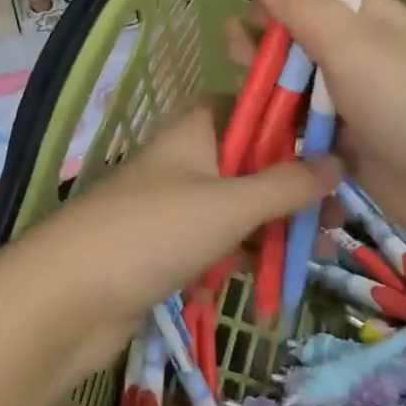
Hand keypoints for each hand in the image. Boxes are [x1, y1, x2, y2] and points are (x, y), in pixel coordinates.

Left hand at [18, 106, 338, 387]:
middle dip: (291, 186)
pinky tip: (272, 277)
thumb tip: (337, 163)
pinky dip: (241, 254)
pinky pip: (215, 242)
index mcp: (195, 129)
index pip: (250, 106)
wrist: (68, 300)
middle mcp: (184, 159)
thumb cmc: (153, 232)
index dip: (291, 121)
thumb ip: (285, 184)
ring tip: (317, 251)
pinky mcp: (164, 247)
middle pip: (249, 160)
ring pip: (236, 206)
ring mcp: (172, 205)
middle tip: (335, 216)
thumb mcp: (229, 205)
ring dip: (272, 225)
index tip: (335, 146)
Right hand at [235, 0, 405, 262]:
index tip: (245, 19)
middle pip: (292, 40)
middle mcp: (352, 52)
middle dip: (261, 48)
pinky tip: (252, 135)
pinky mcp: (342, 143)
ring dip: (265, 92)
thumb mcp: (353, 45)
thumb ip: (302, 6)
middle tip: (238, 64)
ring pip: (291, 86)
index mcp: (361, 16)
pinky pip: (300, 129)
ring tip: (241, 102)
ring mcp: (347, 100)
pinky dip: (278, 130)